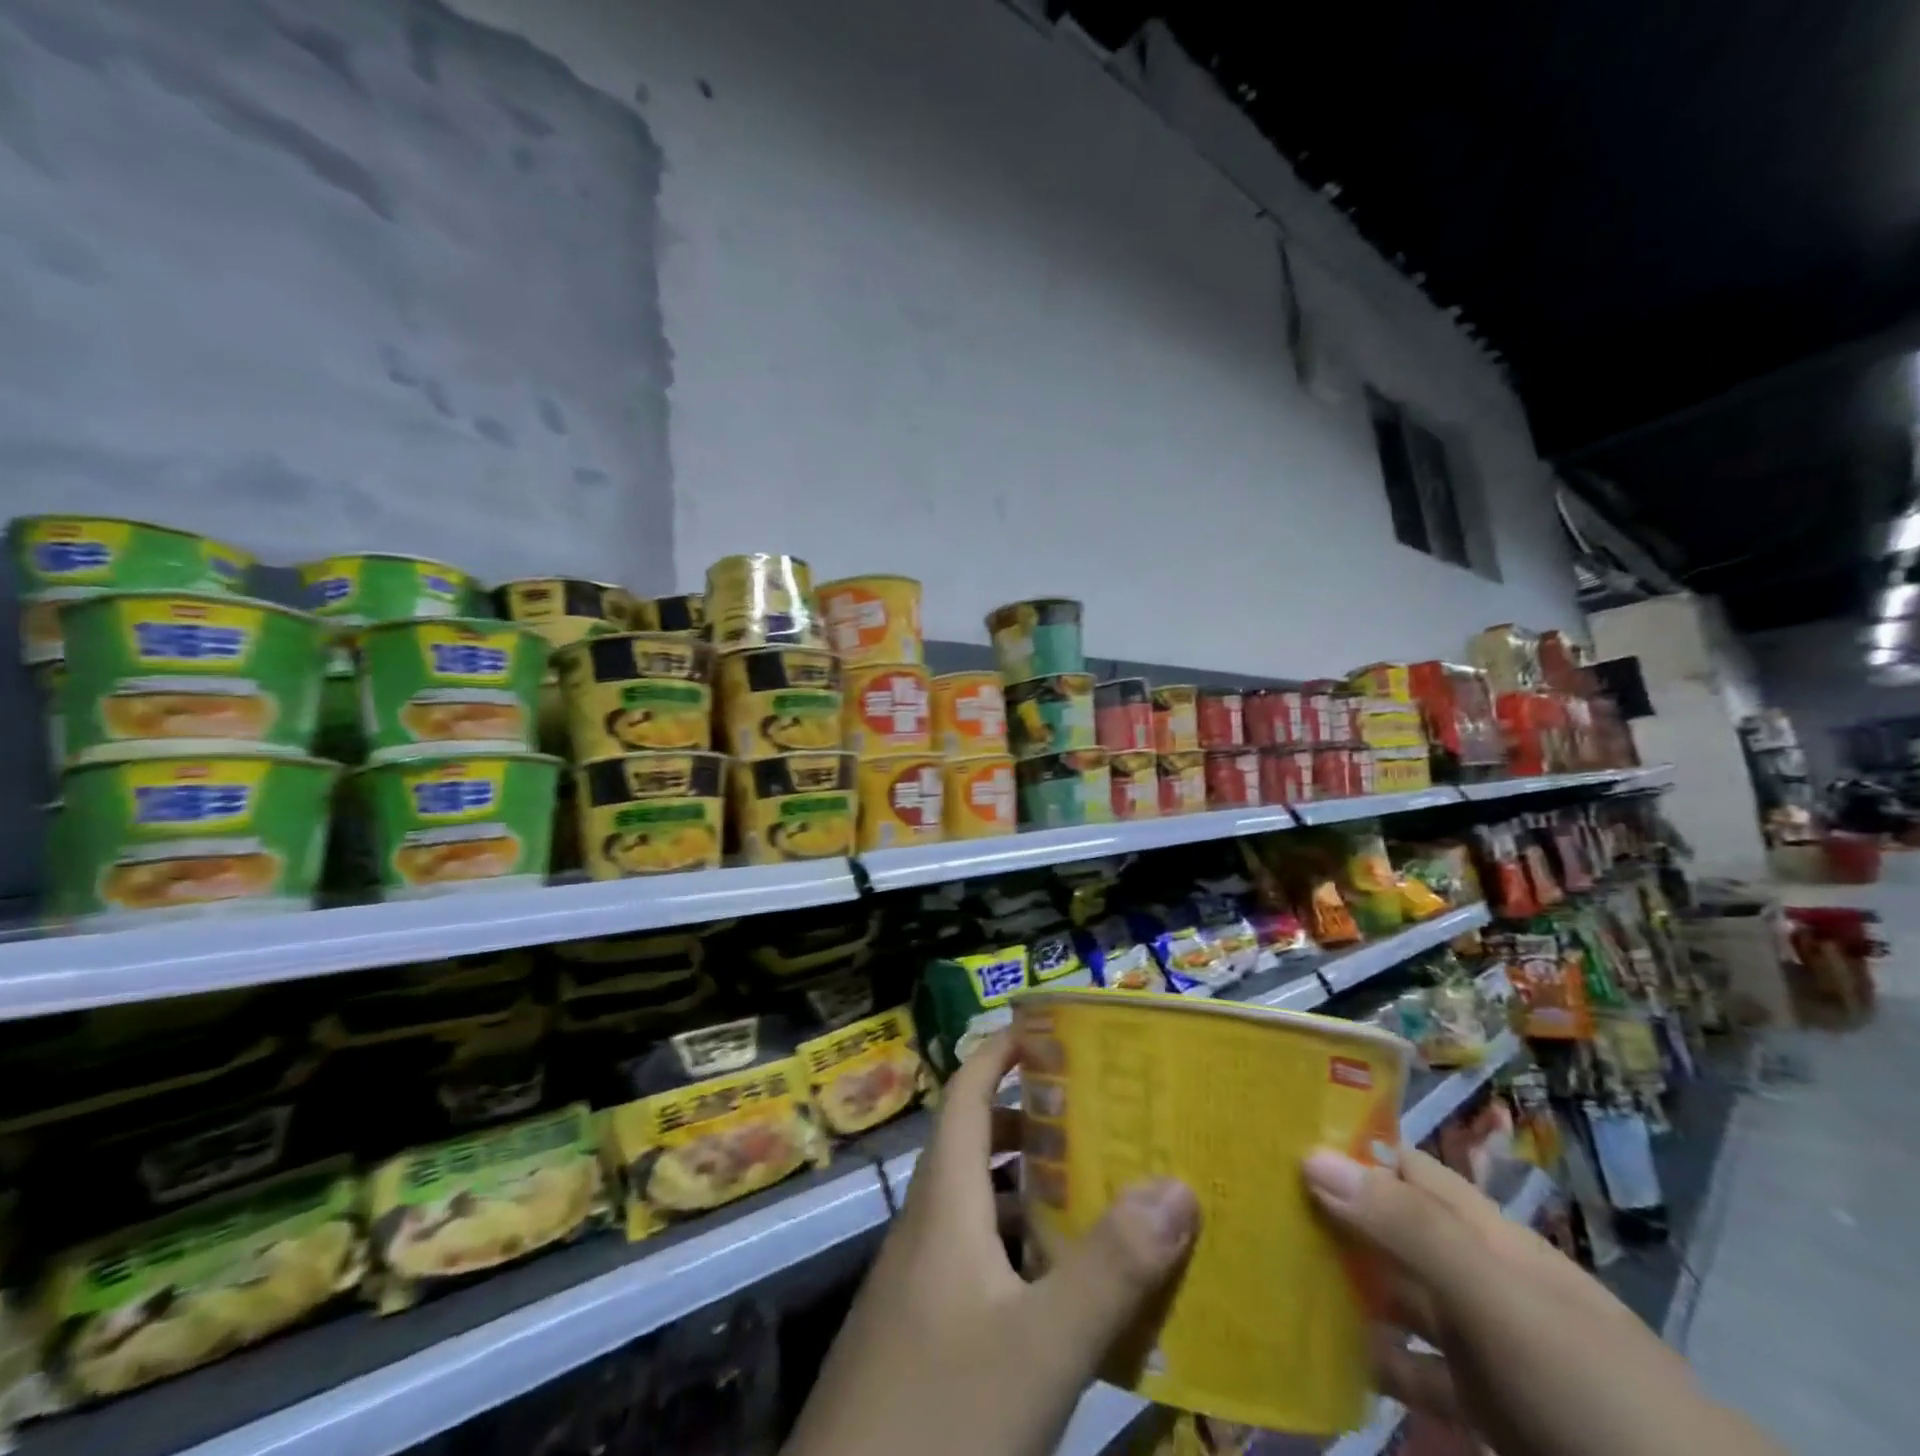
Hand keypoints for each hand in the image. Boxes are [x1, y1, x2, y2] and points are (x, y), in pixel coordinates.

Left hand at [785, 1032, 1199, 1455]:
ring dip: (1033, 1188)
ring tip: (1099, 1191)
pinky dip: (1022, 1249)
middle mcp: (929, 1224)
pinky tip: (1065, 1288)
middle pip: (977, 1143)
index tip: (1052, 1032)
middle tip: (1100, 1117)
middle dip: (1035, 1121)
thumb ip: (1110, 1269)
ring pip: (980, 1204)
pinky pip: (979, 1257)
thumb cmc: (942, 1413)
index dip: (1002, 1052)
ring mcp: (921, 1279)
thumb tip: (1176, 1184)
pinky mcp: (924, 1328)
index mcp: (945, 1200)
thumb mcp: (1040, 1346)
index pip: (966, 1092)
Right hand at [1304, 1148, 1785, 1455]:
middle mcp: (1471, 1272)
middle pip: (1384, 1226)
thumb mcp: (1500, 1299)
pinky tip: (1316, 1352)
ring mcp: (1477, 1340)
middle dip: (1322, 1210)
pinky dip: (1365, 1359)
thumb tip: (1310, 1154)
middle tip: (1242, 1198)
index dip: (1340, 1141)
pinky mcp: (1478, 1404)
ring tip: (1259, 1267)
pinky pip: (1405, 1368)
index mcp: (1480, 1230)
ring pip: (1388, 1295)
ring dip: (1335, 1284)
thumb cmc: (1590, 1384)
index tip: (1268, 1131)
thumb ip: (1410, 1229)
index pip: (1398, 1163)